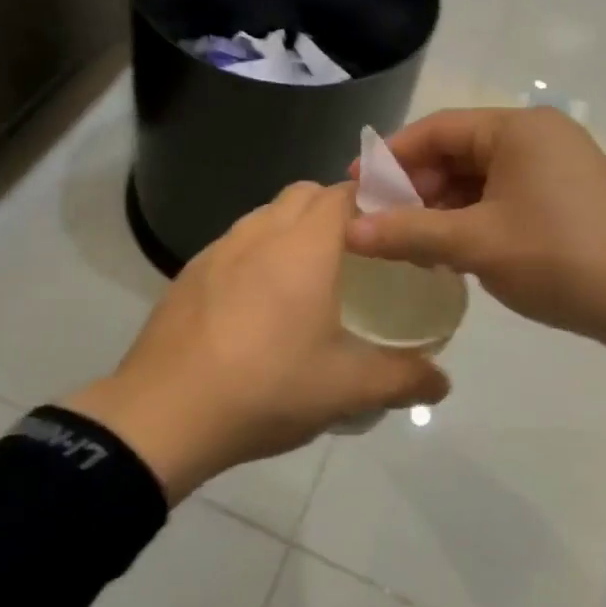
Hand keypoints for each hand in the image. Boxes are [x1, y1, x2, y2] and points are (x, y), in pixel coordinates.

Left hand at [65, 181, 448, 501]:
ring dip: (293, 229)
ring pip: (266, 216)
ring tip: (309, 279)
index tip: (394, 230)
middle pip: (305, 194)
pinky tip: (258, 305)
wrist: (163, 414)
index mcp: (304, 245)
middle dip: (336, 210)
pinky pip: (236, 244)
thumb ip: (403, 379)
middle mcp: (260, 232)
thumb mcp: (347, 389)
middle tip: (358, 256)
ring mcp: (218, 249)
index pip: (346, 192)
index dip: (375, 200)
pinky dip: (258, 254)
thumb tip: (442, 383)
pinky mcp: (190, 273)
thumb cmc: (267, 388)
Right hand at [345, 107, 605, 375]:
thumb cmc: (559, 259)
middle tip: (381, 222)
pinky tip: (451, 248)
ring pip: (479, 177)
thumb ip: (409, 232)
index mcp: (517, 130)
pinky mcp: (565, 195)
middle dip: (416, 186)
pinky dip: (472, 217)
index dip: (391, 158)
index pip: (437, 130)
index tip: (356, 187)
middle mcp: (537, 136)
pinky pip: (503, 195)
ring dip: (442, 206)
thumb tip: (349, 231)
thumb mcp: (476, 245)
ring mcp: (555, 165)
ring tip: (411, 241)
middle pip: (457, 151)